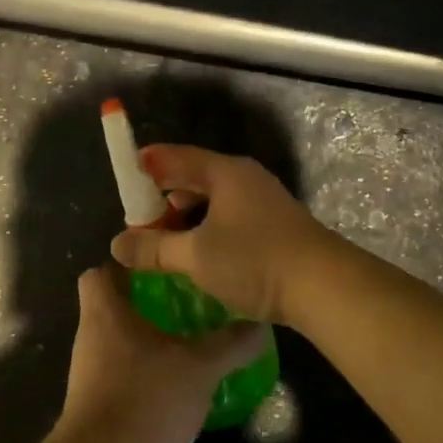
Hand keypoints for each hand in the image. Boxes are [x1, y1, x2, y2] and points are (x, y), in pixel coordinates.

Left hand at [59, 266, 265, 442]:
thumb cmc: (146, 398)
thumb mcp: (200, 367)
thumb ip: (230, 344)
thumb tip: (261, 324)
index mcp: (105, 313)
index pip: (99, 272)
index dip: (124, 266)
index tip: (158, 268)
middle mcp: (90, 338)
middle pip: (110, 307)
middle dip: (144, 304)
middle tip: (184, 303)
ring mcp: (87, 375)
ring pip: (116, 343)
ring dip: (145, 342)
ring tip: (185, 342)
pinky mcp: (94, 407)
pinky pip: (118, 377)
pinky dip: (142, 375)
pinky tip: (173, 386)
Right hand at [109, 145, 335, 329]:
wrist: (324, 286)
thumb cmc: (254, 261)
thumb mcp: (196, 256)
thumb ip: (154, 248)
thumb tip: (118, 243)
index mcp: (225, 172)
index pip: (176, 156)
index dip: (148, 164)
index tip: (125, 174)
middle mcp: (245, 178)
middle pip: (196, 176)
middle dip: (165, 194)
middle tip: (139, 216)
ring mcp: (263, 200)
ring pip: (214, 198)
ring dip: (187, 215)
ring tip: (165, 238)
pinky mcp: (275, 224)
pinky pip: (230, 215)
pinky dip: (208, 227)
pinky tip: (199, 252)